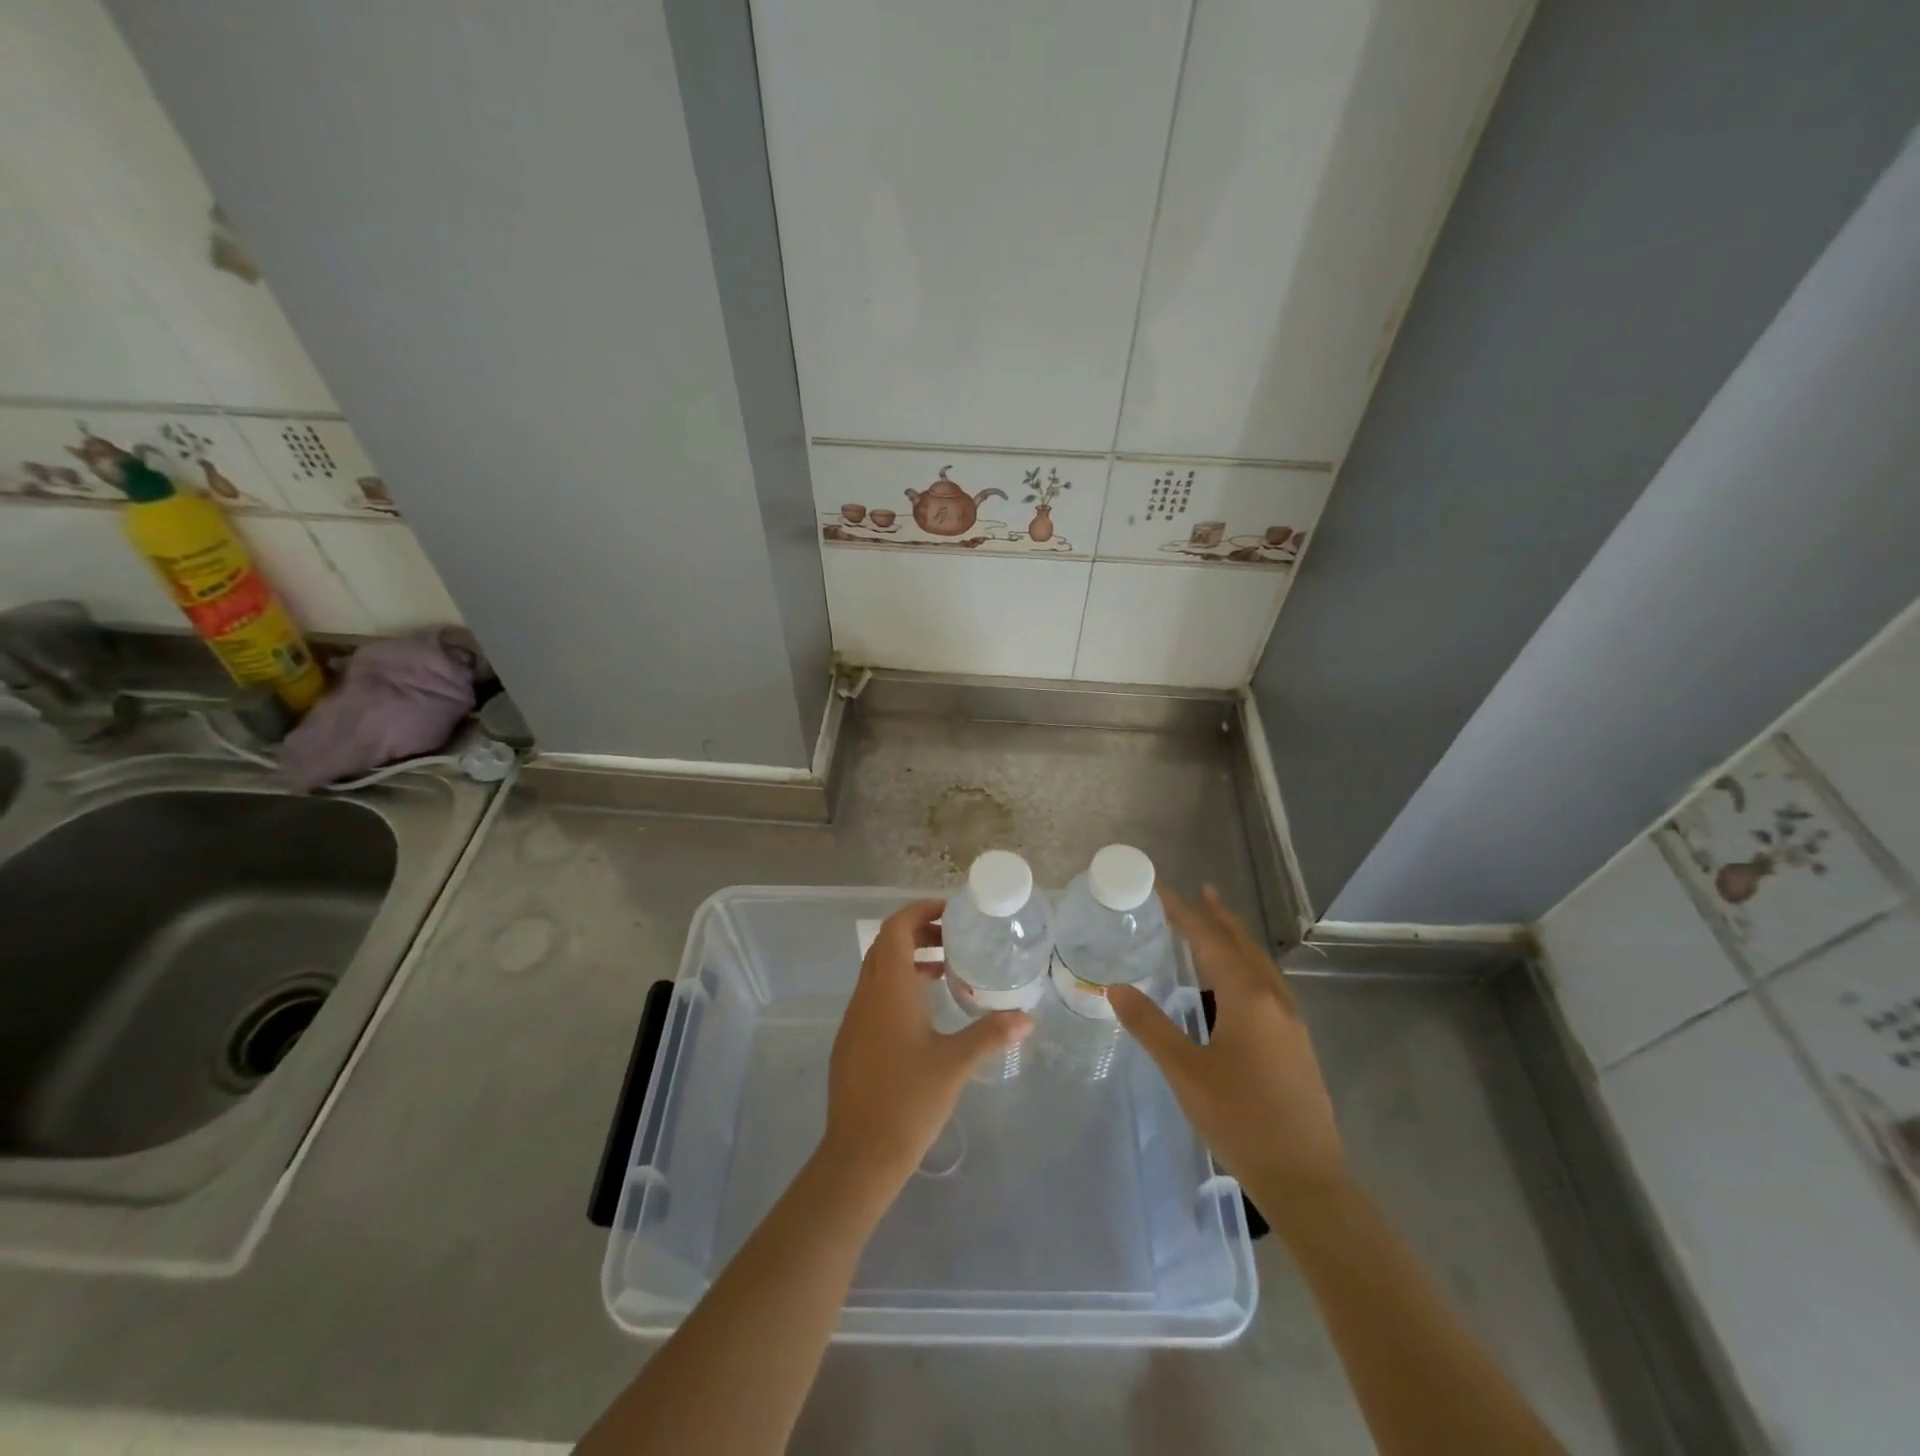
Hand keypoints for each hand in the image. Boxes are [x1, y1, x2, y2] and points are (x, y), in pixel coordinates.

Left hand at [820, 899, 1032, 1189]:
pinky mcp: (851, 1041)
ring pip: (878, 971)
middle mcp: (866, 995)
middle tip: (954, 938)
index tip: (950, 912)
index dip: (920, 911)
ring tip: (945, 970)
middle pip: (886, 945)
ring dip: (908, 960)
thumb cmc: (908, 1100)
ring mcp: (854, 1019)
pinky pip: (873, 996)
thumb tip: (1027, 1018)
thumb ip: (990, 1034)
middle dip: (918, 932)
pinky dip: (898, 986)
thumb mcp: (956, 1064)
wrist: (860, 1154)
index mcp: (888, 989)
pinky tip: (924, 1012)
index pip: (896, 928)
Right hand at [1109, 885, 1345, 1202]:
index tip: (1163, 889)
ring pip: (1260, 964)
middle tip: (1200, 892)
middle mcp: (1273, 999)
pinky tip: (1239, 983)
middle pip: (1242, 945)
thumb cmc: (1240, 1119)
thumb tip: (1116, 988)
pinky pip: (1268, 985)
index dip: (1184, 913)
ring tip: (1217, 926)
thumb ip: (1150, 1025)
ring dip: (1237, 940)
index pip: (1209, 941)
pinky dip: (1248, 965)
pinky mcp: (1296, 1043)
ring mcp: (1291, 1021)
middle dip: (1219, 917)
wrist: (1305, 1178)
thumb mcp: (1185, 1071)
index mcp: (1247, 998)